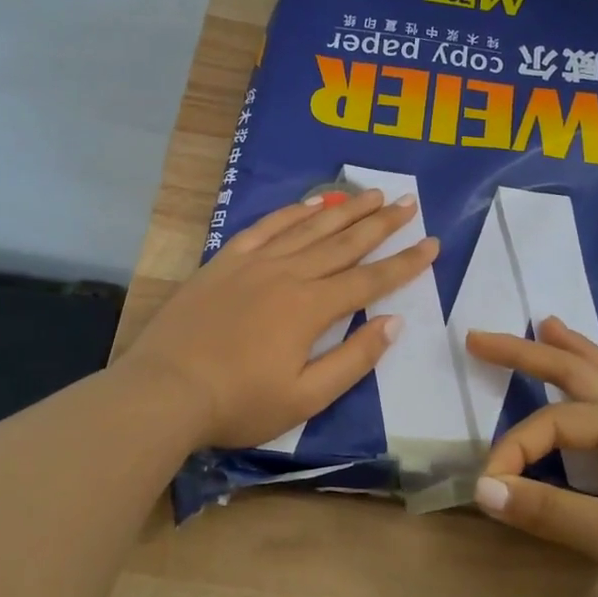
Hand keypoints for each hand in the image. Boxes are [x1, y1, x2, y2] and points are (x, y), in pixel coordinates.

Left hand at [121, 188, 439, 449]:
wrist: (165, 390)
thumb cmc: (239, 403)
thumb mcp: (306, 397)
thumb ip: (353, 359)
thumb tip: (392, 322)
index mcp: (311, 308)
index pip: (370, 280)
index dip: (405, 263)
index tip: (432, 243)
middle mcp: (289, 274)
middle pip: (344, 243)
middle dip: (381, 223)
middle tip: (408, 203)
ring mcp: (254, 263)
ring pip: (309, 227)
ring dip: (344, 210)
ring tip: (371, 193)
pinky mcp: (225, 261)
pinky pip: (266, 227)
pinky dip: (292, 212)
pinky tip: (311, 204)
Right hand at [465, 320, 597, 596]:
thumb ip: (550, 509)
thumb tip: (482, 488)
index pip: (558, 421)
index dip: (515, 447)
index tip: (488, 486)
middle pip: (582, 374)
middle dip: (531, 354)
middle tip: (480, 339)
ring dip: (572, 356)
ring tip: (546, 327)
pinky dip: (590, 389)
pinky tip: (587, 389)